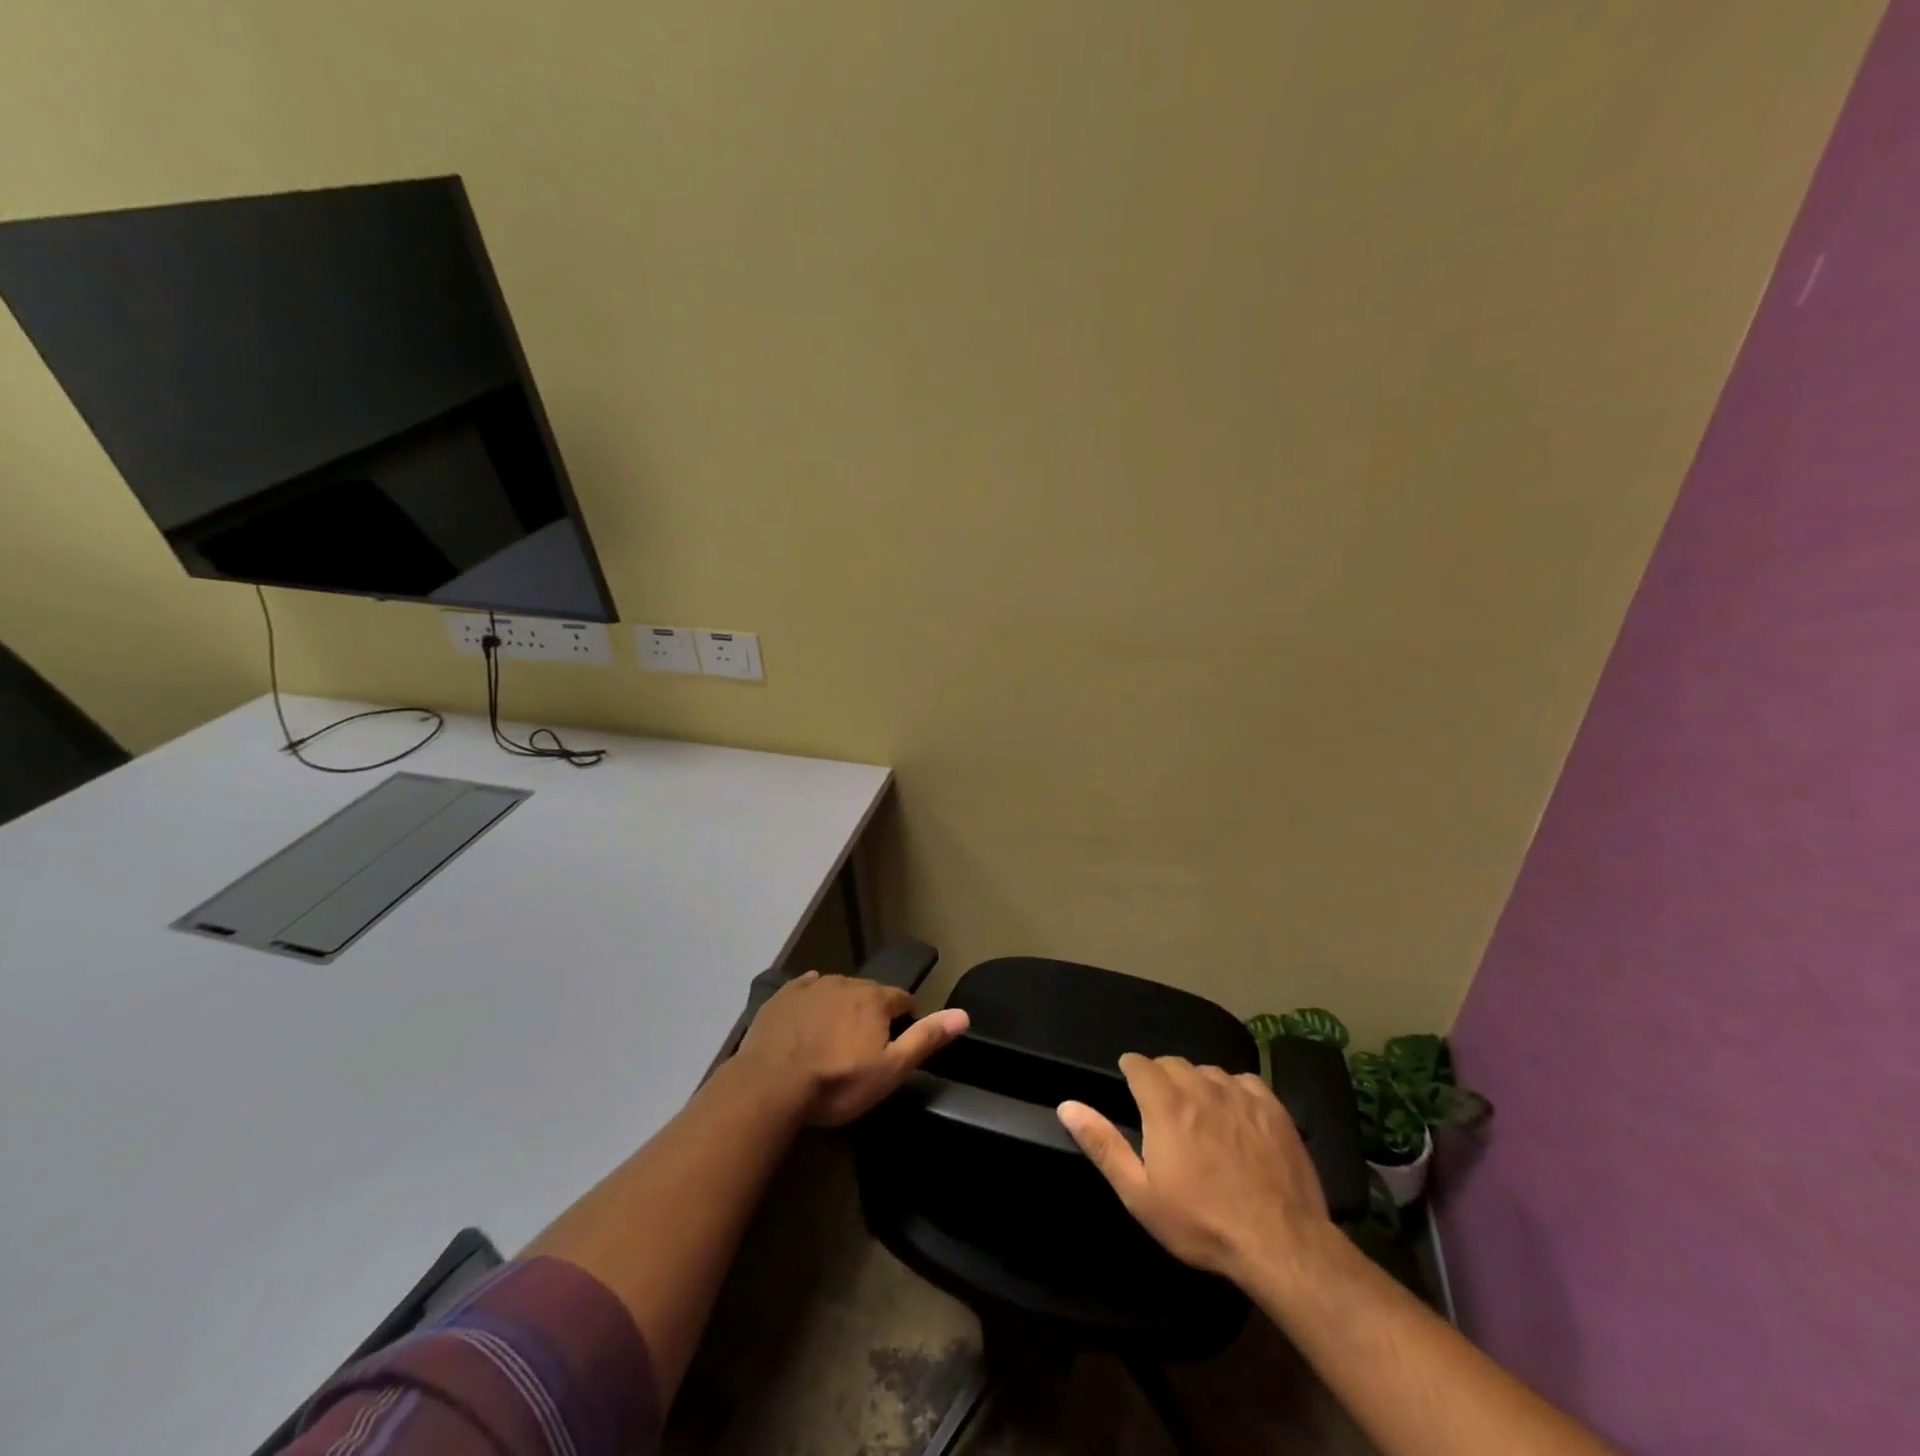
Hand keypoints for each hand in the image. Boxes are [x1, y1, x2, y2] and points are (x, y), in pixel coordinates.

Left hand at [736, 970, 969, 1126]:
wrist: (770, 1085)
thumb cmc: (836, 1082)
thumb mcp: (890, 1070)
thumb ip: (926, 1039)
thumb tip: (964, 1014)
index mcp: (875, 999)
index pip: (903, 1000)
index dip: (905, 1020)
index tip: (898, 1042)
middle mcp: (847, 983)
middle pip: (869, 994)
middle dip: (872, 1014)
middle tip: (863, 1047)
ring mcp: (812, 986)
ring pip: (838, 991)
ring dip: (842, 1007)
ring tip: (834, 1038)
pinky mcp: (783, 996)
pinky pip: (805, 989)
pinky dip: (812, 1001)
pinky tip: (807, 1019)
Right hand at [1058, 1054, 1330, 1285]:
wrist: (1281, 1244)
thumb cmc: (1201, 1223)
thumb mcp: (1139, 1194)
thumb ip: (1102, 1144)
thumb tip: (1067, 1105)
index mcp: (1164, 1102)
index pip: (1139, 1063)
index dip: (1131, 1073)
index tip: (1131, 1090)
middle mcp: (1200, 1086)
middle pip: (1173, 1063)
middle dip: (1161, 1078)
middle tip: (1163, 1113)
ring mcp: (1240, 1093)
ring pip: (1208, 1071)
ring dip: (1197, 1084)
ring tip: (1199, 1116)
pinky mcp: (1273, 1107)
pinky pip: (1244, 1082)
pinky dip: (1234, 1092)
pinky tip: (1237, 1117)